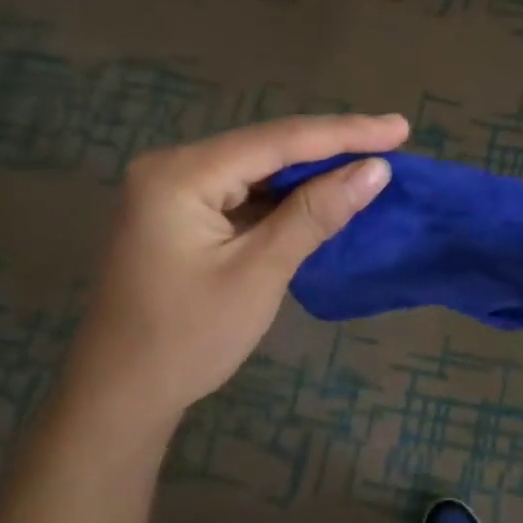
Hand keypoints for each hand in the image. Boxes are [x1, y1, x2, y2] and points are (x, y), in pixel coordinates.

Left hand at [58, 114, 408, 429]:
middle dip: (330, 146)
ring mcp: (172, 190)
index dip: (344, 133)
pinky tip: (322, 194)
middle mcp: (172, 167)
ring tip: (369, 162)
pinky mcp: (179, 214)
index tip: (400, 128)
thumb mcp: (259, 274)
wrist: (122, 394)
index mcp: (181, 174)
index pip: (277, 140)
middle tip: (393, 140)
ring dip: (310, 171)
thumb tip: (375, 171)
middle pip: (265, 146)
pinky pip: (242, 193)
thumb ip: (314, 215)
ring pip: (256, 169)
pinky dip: (284, 197)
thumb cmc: (189, 339)